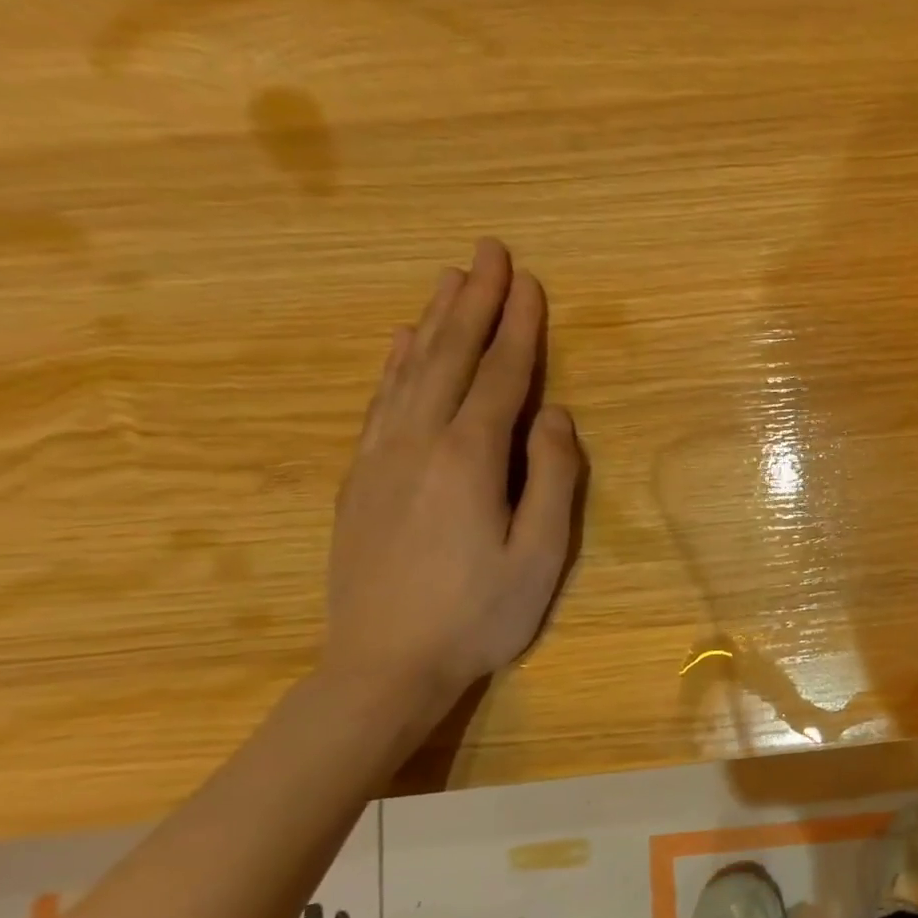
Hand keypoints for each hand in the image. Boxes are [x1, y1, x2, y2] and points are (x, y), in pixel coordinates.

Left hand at [324, 238, 584, 706]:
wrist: (383, 665)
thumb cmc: (480, 614)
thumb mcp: (540, 555)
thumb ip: (553, 479)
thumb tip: (556, 416)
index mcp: (470, 459)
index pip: (501, 376)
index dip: (518, 327)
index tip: (530, 281)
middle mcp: (420, 442)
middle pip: (451, 357)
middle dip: (475, 302)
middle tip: (489, 252)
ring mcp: (382, 456)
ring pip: (411, 370)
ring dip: (435, 320)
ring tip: (450, 279)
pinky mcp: (361, 476)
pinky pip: (381, 400)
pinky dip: (396, 362)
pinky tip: (404, 344)